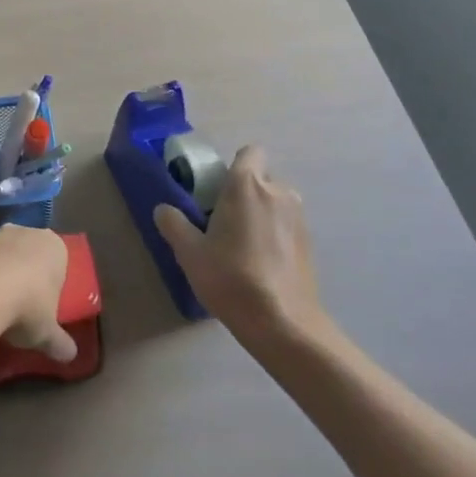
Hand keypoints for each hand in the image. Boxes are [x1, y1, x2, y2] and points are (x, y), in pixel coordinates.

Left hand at [0, 224, 76, 361]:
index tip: (46, 305)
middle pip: (30, 254)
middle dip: (26, 274)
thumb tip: (70, 356)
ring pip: (3, 255)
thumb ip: (59, 342)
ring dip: (0, 274)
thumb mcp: (48, 333)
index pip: (59, 261)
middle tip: (23, 305)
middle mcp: (28, 232)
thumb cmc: (29, 306)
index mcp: (55, 247)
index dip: (53, 283)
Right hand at [153, 146, 329, 340]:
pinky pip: (286, 225)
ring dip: (260, 213)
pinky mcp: (311, 243)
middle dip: (243, 192)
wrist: (284, 324)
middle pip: (260, 178)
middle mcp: (278, 192)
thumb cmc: (232, 278)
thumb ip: (173, 224)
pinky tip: (261, 264)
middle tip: (221, 220)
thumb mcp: (189, 252)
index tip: (216, 187)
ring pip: (275, 202)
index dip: (233, 165)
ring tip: (241, 245)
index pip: (249, 152)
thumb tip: (164, 209)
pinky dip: (274, 234)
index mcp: (247, 185)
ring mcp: (299, 218)